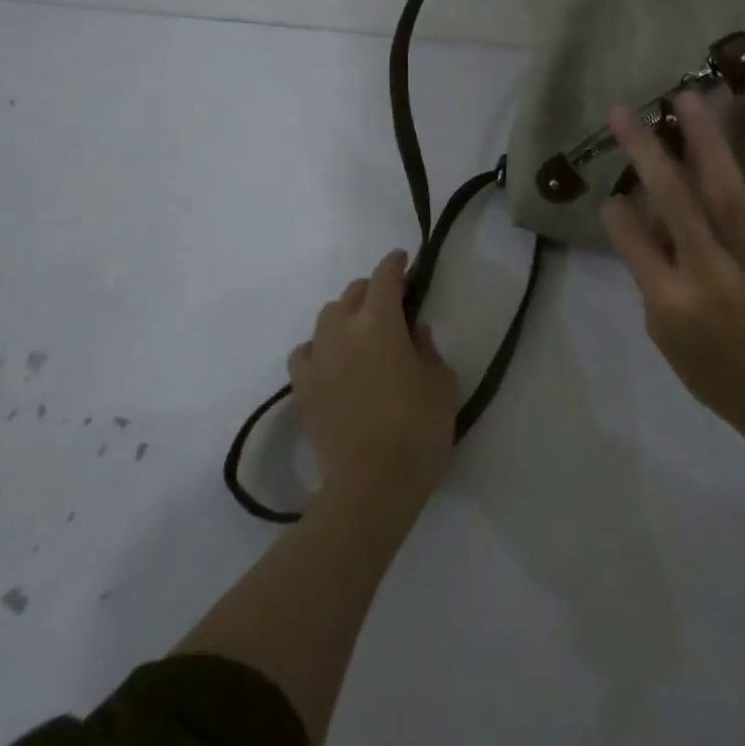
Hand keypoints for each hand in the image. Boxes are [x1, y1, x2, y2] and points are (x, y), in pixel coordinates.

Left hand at [289, 250, 457, 500]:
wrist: (371, 485)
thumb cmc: (418, 430)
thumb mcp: (441, 383)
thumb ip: (428, 348)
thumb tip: (413, 331)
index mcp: (380, 323)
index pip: (384, 278)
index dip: (395, 264)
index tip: (405, 260)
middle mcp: (343, 331)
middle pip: (353, 293)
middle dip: (373, 288)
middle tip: (391, 301)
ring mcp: (318, 360)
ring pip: (327, 317)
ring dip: (346, 313)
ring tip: (361, 329)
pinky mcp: (303, 388)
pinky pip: (306, 351)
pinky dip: (320, 345)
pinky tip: (332, 359)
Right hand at [600, 92, 744, 441]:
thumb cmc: (713, 373)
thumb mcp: (664, 335)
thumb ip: (651, 276)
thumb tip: (643, 219)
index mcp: (670, 301)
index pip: (632, 243)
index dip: (618, 214)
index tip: (610, 192)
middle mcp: (708, 275)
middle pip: (673, 205)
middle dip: (647, 155)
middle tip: (626, 112)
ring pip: (726, 196)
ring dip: (708, 145)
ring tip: (692, 100)